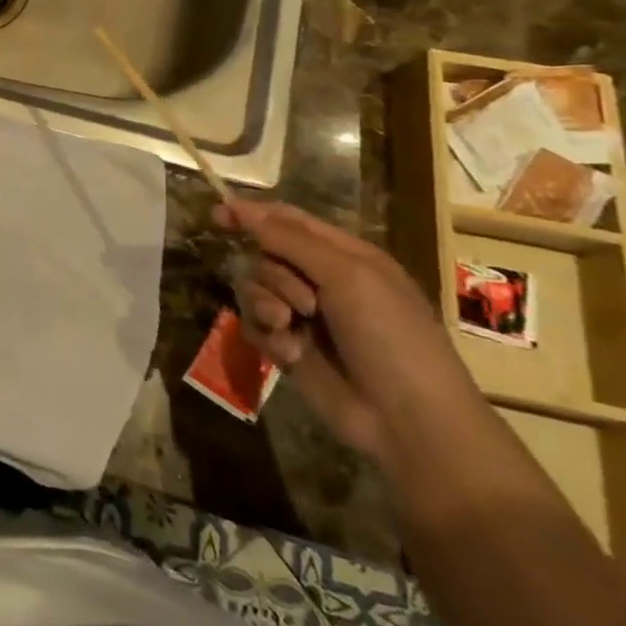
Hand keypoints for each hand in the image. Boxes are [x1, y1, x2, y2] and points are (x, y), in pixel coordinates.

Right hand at [220, 199, 487, 475]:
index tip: (217, 215)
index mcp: (344, 256)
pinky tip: (289, 353)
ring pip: (253, 289)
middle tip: (302, 302)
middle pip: (265, 255)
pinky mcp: (288, 347)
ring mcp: (303, 316)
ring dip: (265, 305)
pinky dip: (266, 335)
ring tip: (289, 327)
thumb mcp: (347, 275)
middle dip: (273, 275)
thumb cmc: (390, 336)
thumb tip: (238, 206)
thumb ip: (289, 238)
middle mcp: (321, 281)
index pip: (288, 221)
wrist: (408, 420)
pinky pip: (253, 325)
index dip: (252, 214)